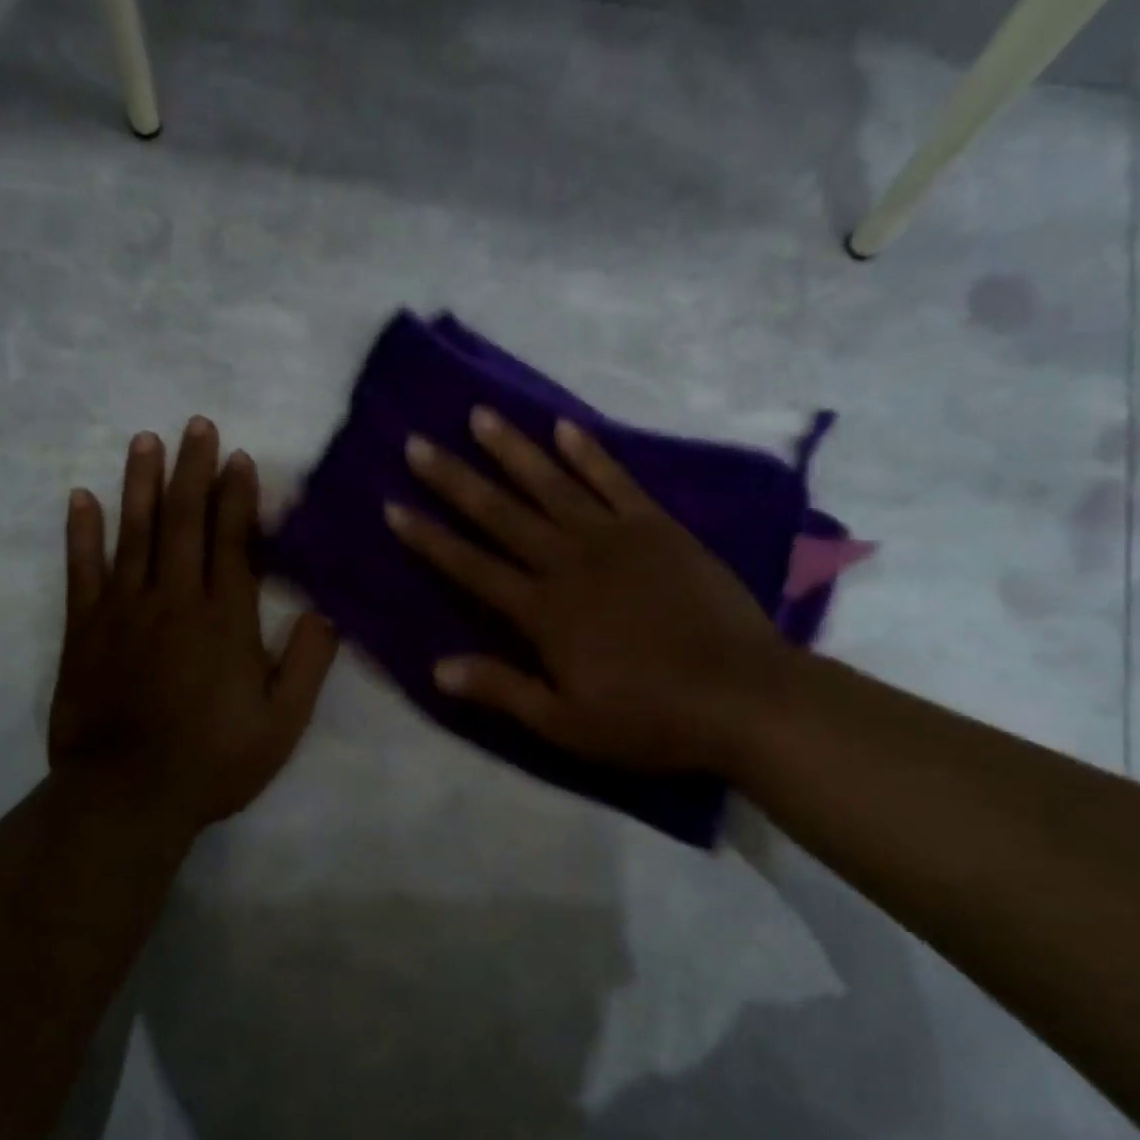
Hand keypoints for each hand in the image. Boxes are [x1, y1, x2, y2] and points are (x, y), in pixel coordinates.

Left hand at [49, 418, 339, 839]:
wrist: (128, 796)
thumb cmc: (214, 760)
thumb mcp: (283, 722)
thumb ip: (308, 663)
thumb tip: (328, 611)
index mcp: (226, 619)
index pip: (232, 541)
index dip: (236, 497)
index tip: (238, 458)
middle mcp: (175, 600)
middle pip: (184, 522)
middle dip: (193, 470)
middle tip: (196, 426)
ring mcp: (124, 610)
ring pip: (135, 533)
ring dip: (142, 484)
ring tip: (147, 441)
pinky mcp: (85, 629)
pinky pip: (82, 570)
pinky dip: (81, 532)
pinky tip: (81, 498)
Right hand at [385, 409, 788, 773]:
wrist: (744, 696)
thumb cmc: (650, 718)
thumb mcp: (567, 724)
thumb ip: (502, 689)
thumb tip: (437, 668)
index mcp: (544, 612)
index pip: (471, 567)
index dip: (429, 539)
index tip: (394, 506)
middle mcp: (570, 563)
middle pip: (502, 514)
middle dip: (455, 480)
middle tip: (418, 444)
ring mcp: (616, 538)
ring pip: (552, 485)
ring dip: (513, 451)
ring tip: (479, 416)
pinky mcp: (659, 528)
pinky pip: (616, 481)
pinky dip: (589, 454)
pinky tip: (564, 428)